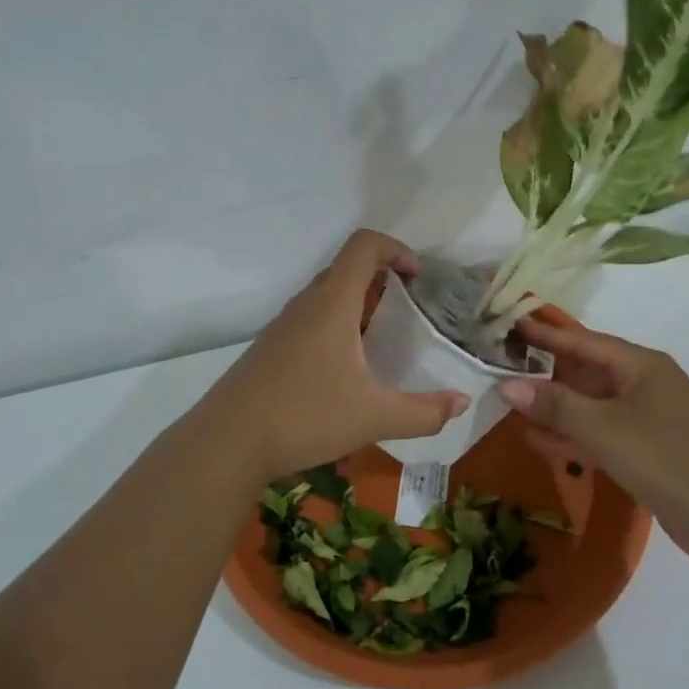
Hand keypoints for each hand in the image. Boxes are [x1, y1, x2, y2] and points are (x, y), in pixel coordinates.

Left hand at [199, 230, 469, 481]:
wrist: (227, 442)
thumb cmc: (305, 416)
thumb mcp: (375, 417)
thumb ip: (424, 412)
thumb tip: (461, 403)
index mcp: (332, 304)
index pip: (364, 246)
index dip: (396, 249)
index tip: (418, 279)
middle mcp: (306, 305)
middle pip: (346, 269)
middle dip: (382, 280)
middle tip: (407, 313)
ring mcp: (282, 327)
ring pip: (326, 297)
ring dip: (357, 307)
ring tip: (381, 345)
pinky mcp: (269, 350)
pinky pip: (309, 322)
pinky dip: (335, 329)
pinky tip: (344, 373)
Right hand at [498, 317, 688, 567]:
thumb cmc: (669, 457)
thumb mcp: (605, 428)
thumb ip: (555, 405)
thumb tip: (506, 385)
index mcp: (639, 365)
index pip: (581, 341)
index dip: (544, 333)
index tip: (507, 324)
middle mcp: (643, 385)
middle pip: (584, 372)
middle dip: (543, 372)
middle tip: (497, 368)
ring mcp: (646, 421)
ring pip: (589, 406)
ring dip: (553, 408)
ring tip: (507, 406)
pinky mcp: (647, 454)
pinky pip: (599, 436)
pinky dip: (571, 437)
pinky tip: (538, 442)